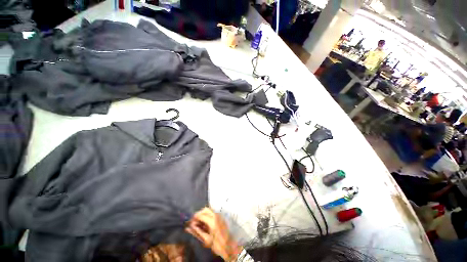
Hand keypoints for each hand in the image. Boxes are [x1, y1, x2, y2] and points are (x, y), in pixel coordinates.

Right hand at [185, 207, 241, 260]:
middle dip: (198, 214)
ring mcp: (219, 215)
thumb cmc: (217, 244)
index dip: (194, 218)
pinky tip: (204, 222)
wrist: (229, 246)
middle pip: (205, 209)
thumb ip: (197, 232)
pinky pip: (212, 212)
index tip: (189, 222)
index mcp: (212, 221)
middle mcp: (216, 215)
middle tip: (194, 221)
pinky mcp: (221, 217)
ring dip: (203, 214)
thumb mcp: (206, 240)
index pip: (201, 215)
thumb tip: (188, 227)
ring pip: (209, 210)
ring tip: (198, 222)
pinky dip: (207, 215)